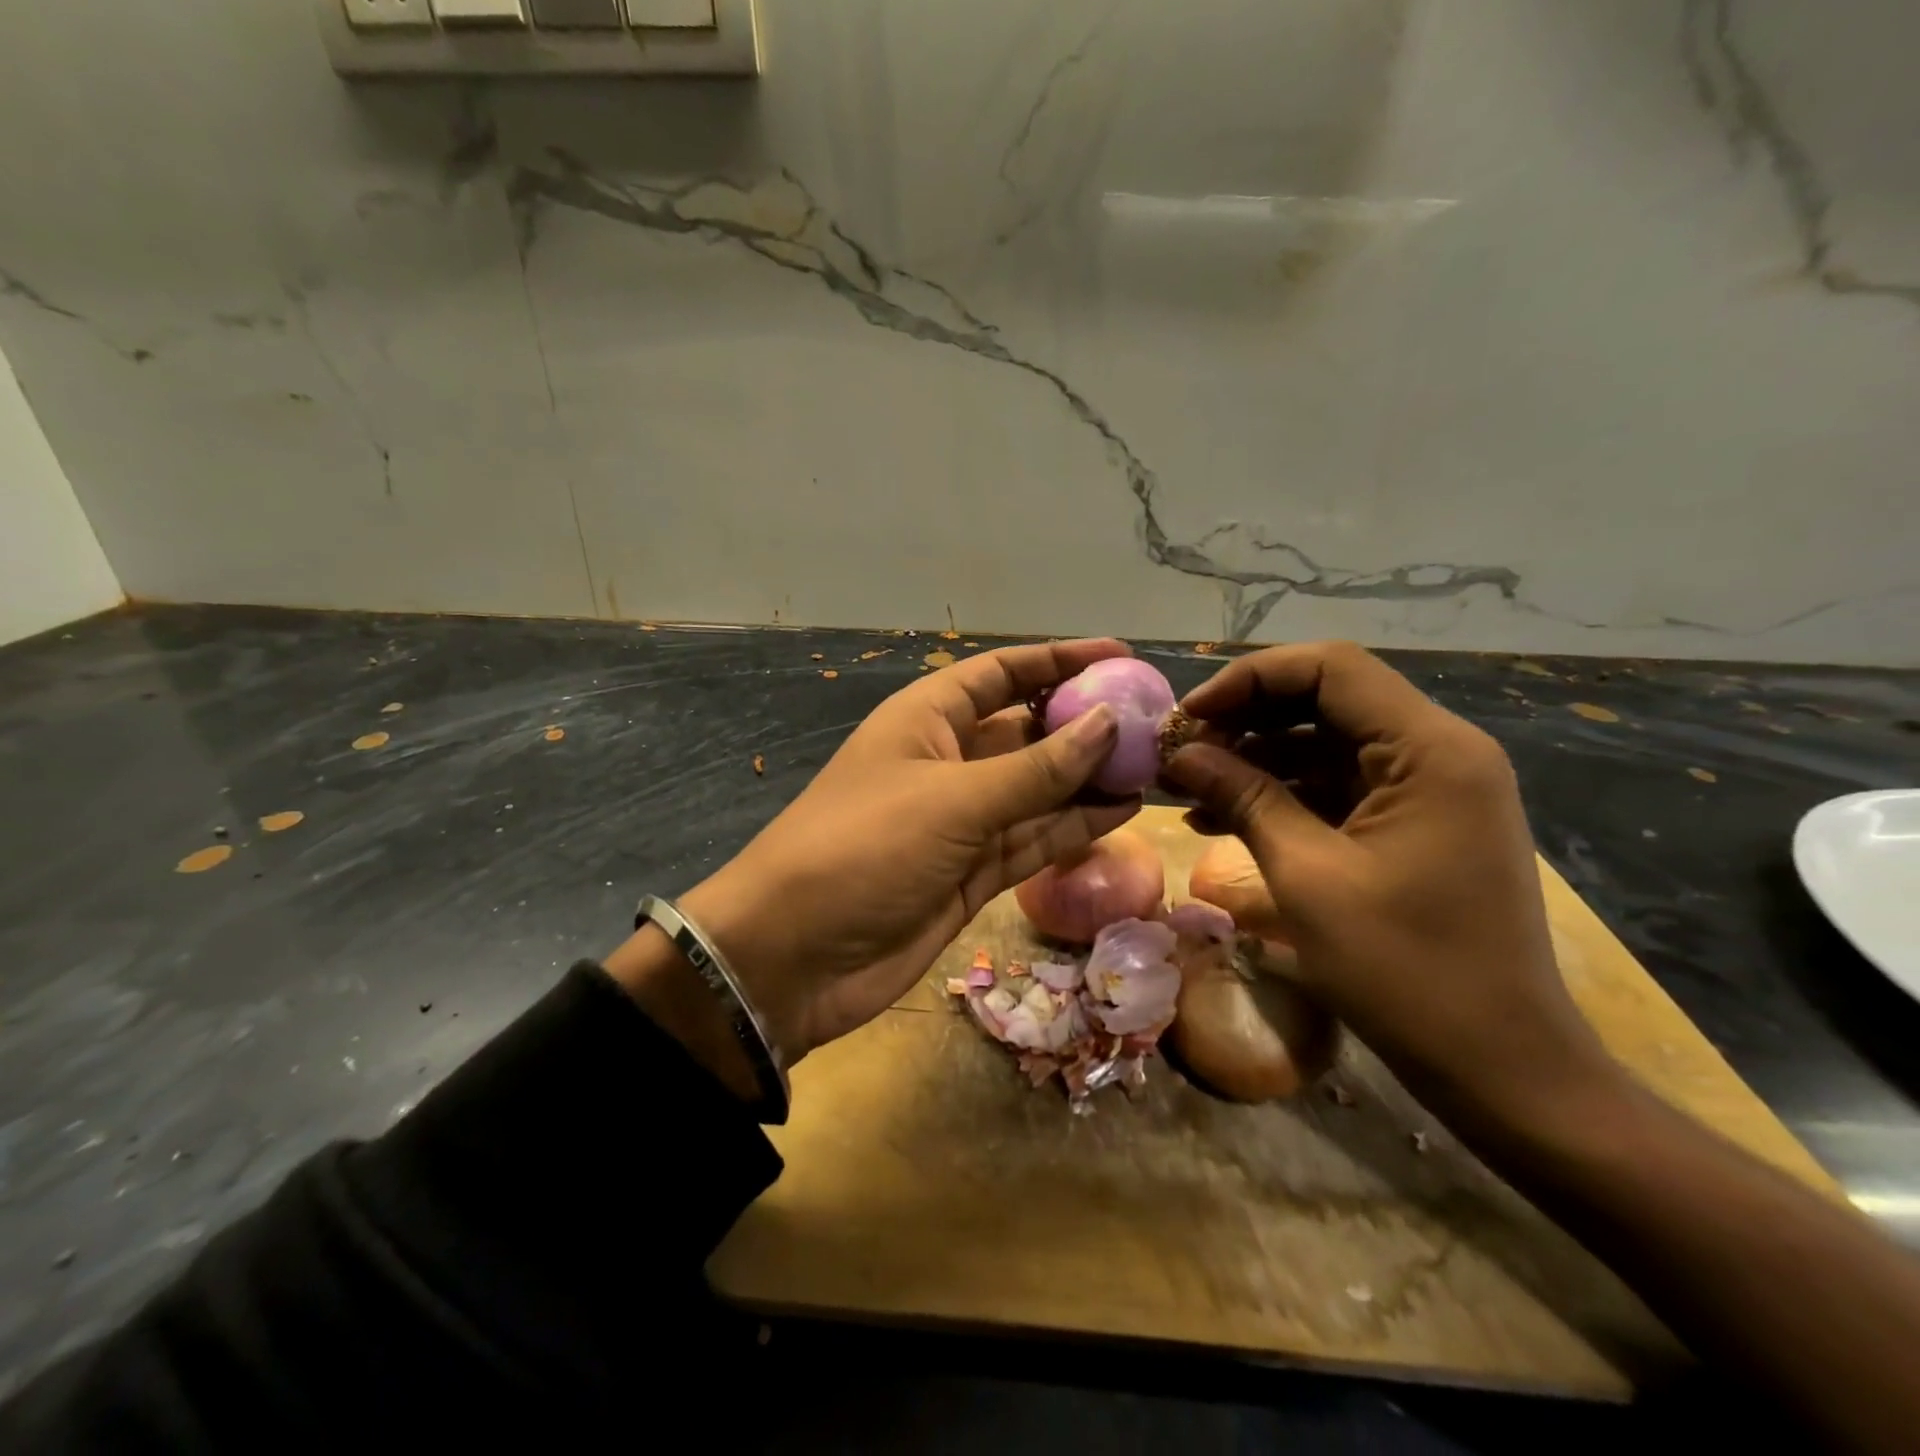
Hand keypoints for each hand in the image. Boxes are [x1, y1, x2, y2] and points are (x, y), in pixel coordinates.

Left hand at [617, 639, 1141, 1077]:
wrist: (793, 957)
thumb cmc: (865, 849)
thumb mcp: (954, 800)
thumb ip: (1037, 768)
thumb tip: (1110, 722)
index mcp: (928, 719)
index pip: (1002, 673)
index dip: (1058, 659)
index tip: (1120, 656)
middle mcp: (947, 761)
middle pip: (1027, 730)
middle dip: (1085, 723)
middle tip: (1154, 721)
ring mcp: (961, 820)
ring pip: (1038, 788)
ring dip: (1089, 778)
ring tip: (1155, 765)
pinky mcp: (972, 872)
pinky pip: (1033, 838)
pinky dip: (1074, 826)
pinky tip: (1123, 810)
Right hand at [1162, 641, 1618, 1128]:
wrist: (1501, 1067)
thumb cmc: (1406, 970)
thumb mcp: (1308, 876)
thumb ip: (1243, 798)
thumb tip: (1179, 753)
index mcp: (1430, 750)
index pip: (1329, 668)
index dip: (1248, 680)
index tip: (1188, 717)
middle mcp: (1438, 752)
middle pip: (1325, 701)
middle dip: (1244, 721)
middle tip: (1178, 753)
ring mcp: (1428, 790)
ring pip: (1324, 744)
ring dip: (1254, 760)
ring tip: (1186, 789)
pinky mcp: (1414, 825)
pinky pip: (1336, 788)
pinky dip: (1281, 796)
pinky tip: (1221, 819)